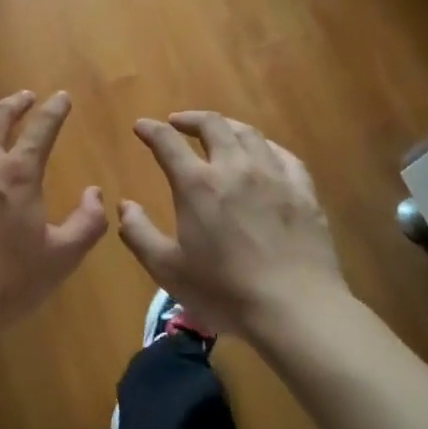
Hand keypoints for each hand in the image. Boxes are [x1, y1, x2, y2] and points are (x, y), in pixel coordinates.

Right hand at [117, 111, 346, 337]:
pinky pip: (284, 155)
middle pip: (212, 125)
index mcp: (197, 184)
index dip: (151, 130)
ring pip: (249, 134)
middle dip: (190, 118)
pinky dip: (265, 146)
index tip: (141, 126)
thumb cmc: (224, 292)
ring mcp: (273, 176)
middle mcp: (234, 168)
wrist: (296, 310)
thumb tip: (125, 206)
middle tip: (178, 123)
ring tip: (218, 132)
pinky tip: (263, 154)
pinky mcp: (303, 191)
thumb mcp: (166, 269)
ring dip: (227, 126)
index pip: (167, 142)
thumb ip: (139, 234)